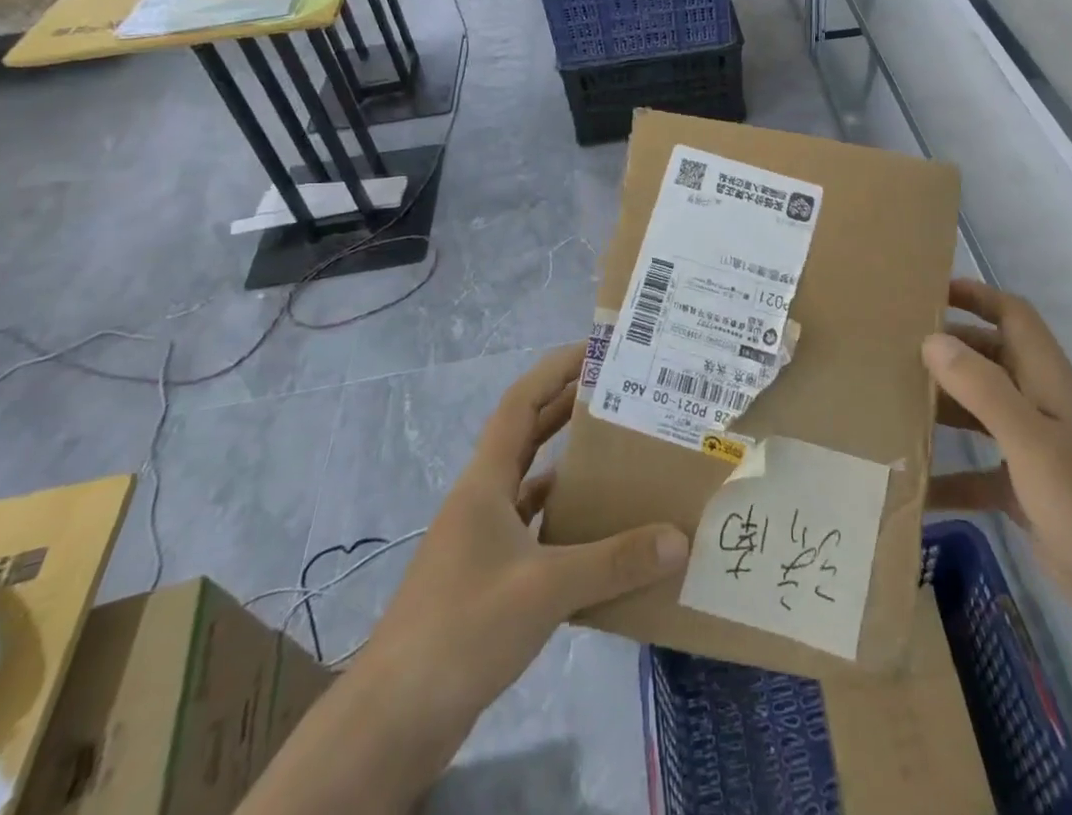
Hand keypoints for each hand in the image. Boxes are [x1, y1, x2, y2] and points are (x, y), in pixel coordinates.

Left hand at [355, 343, 688, 775]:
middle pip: (527, 437)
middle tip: (621, 397)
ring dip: (569, 469)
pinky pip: (534, 533)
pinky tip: (598, 534)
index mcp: (485, 483)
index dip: (554, 371)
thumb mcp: (545, 590)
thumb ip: (613, 562)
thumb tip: (678, 538)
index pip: (520, 404)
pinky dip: (564, 524)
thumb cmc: (462, 629)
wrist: (394, 720)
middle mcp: (482, 501)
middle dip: (568, 411)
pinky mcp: (487, 581)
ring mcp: (481, 542)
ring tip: (621, 457)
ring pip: (531, 486)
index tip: (594, 351)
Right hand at [925, 279, 1071, 650]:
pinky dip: (949, 474)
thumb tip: (932, 340)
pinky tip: (914, 485)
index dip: (977, 295)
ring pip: (978, 410)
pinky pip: (976, 470)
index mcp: (1048, 381)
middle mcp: (1039, 405)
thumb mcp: (1033, 443)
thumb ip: (983, 390)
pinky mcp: (1024, 490)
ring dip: (942, 405)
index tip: (928, 292)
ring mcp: (1033, 449)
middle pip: (989, 359)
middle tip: (893, 349)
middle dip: (947, 349)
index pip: (1013, 316)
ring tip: (891, 403)